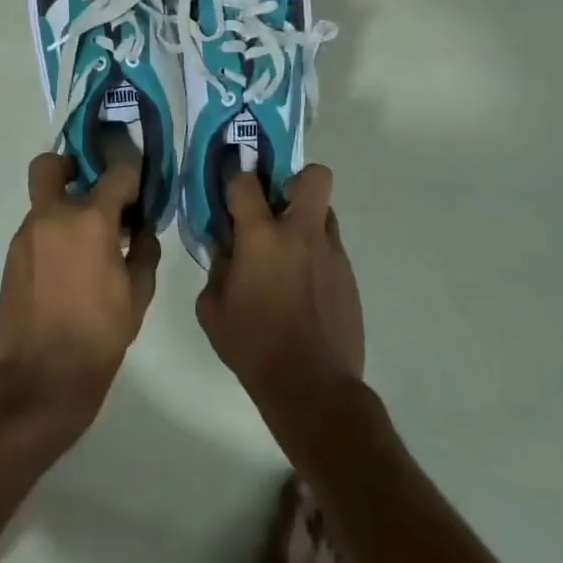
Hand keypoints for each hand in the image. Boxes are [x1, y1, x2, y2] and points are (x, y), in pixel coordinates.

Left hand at [0, 153, 160, 446]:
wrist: (43, 378)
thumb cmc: (99, 334)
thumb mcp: (138, 293)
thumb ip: (145, 251)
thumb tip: (142, 229)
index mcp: (89, 221)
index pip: (116, 174)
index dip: (132, 177)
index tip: (139, 192)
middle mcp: (52, 216)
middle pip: (51, 165)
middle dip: (72, 166)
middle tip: (94, 191)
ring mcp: (26, 235)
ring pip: (43, 200)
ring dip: (65, 207)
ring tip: (88, 242)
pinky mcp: (12, 256)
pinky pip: (36, 229)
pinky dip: (53, 234)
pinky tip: (69, 266)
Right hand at [197, 165, 363, 433]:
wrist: (312, 386)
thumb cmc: (253, 345)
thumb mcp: (213, 309)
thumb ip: (217, 269)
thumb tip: (225, 248)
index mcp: (261, 237)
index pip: (247, 182)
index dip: (236, 178)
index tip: (231, 190)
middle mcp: (301, 234)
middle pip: (314, 177)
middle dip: (295, 179)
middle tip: (276, 205)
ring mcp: (331, 254)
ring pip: (325, 212)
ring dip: (305, 220)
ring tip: (288, 252)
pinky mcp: (349, 276)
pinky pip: (331, 248)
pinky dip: (315, 254)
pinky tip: (302, 286)